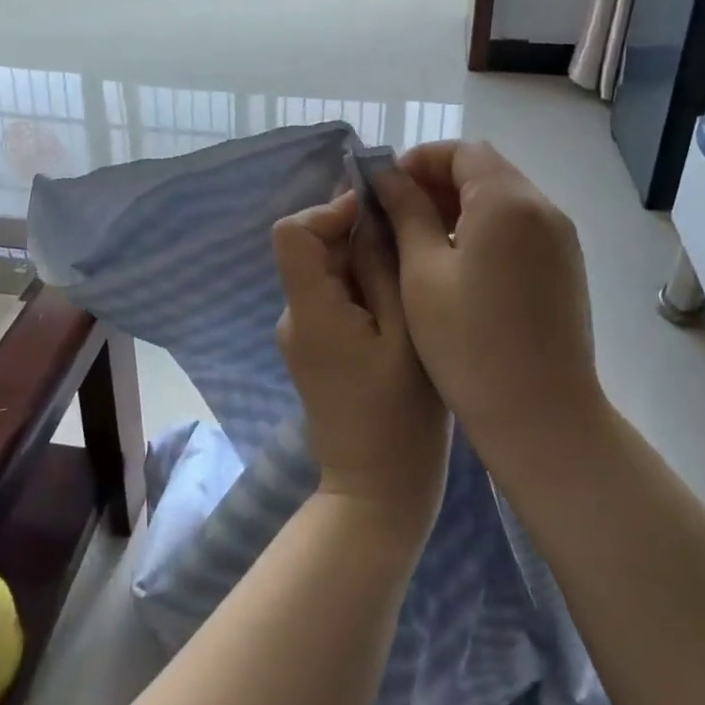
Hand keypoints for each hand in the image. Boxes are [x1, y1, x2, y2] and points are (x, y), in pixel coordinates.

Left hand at [273, 192, 450, 534]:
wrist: (377, 493)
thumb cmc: (401, 417)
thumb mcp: (405, 333)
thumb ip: (383, 269)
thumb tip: (369, 214)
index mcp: (310, 310)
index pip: (292, 232)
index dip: (330, 211)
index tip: (378, 214)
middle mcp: (294, 315)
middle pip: (310, 247)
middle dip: (355, 232)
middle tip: (410, 240)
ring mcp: (301, 335)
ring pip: (324, 271)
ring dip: (362, 259)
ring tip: (412, 270)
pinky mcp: (314, 349)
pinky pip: (331, 297)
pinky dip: (360, 285)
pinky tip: (399, 302)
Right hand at [370, 142, 604, 469]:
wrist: (543, 415)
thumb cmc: (469, 343)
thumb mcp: (423, 272)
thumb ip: (406, 212)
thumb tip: (386, 175)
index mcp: (507, 201)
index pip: (462, 151)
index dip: (420, 160)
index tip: (387, 187)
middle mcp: (542, 207)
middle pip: (485, 169)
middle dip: (438, 181)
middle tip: (397, 213)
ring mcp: (560, 237)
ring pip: (503, 197)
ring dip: (461, 204)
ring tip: (421, 239)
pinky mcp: (565, 265)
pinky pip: (520, 224)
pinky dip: (485, 227)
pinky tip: (458, 263)